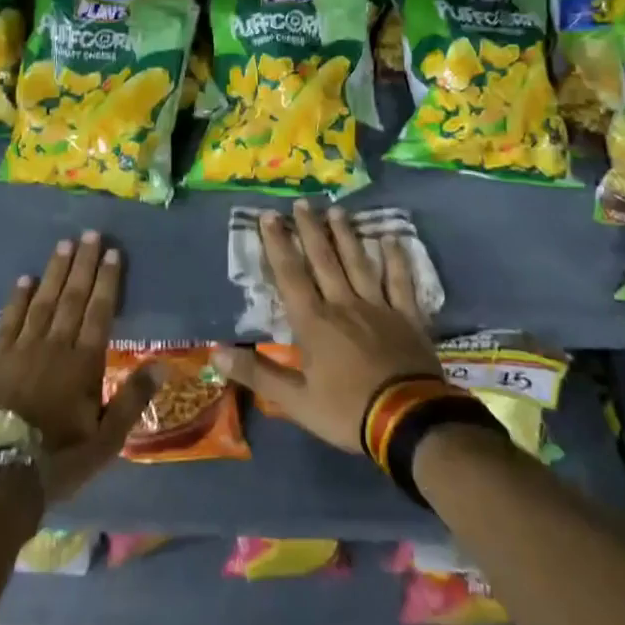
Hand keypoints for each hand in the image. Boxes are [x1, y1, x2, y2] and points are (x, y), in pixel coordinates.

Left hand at [0, 231, 156, 503]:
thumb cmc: (58, 460)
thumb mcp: (107, 440)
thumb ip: (133, 398)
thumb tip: (164, 363)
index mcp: (84, 362)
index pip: (100, 311)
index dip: (108, 280)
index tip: (113, 252)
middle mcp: (55, 346)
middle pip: (72, 297)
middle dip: (84, 264)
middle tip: (90, 234)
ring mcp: (22, 349)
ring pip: (43, 301)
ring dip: (54, 271)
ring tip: (64, 245)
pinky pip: (9, 319)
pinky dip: (18, 298)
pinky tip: (24, 279)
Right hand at [212, 202, 440, 453]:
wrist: (408, 421)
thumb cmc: (347, 411)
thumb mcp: (295, 401)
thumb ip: (257, 374)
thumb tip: (216, 351)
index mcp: (314, 322)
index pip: (290, 275)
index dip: (278, 244)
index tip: (269, 216)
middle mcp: (344, 304)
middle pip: (325, 260)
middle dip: (310, 230)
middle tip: (302, 203)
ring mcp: (378, 307)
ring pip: (359, 263)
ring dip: (346, 236)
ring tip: (337, 211)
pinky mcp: (407, 317)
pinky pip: (400, 281)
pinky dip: (396, 259)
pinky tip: (392, 239)